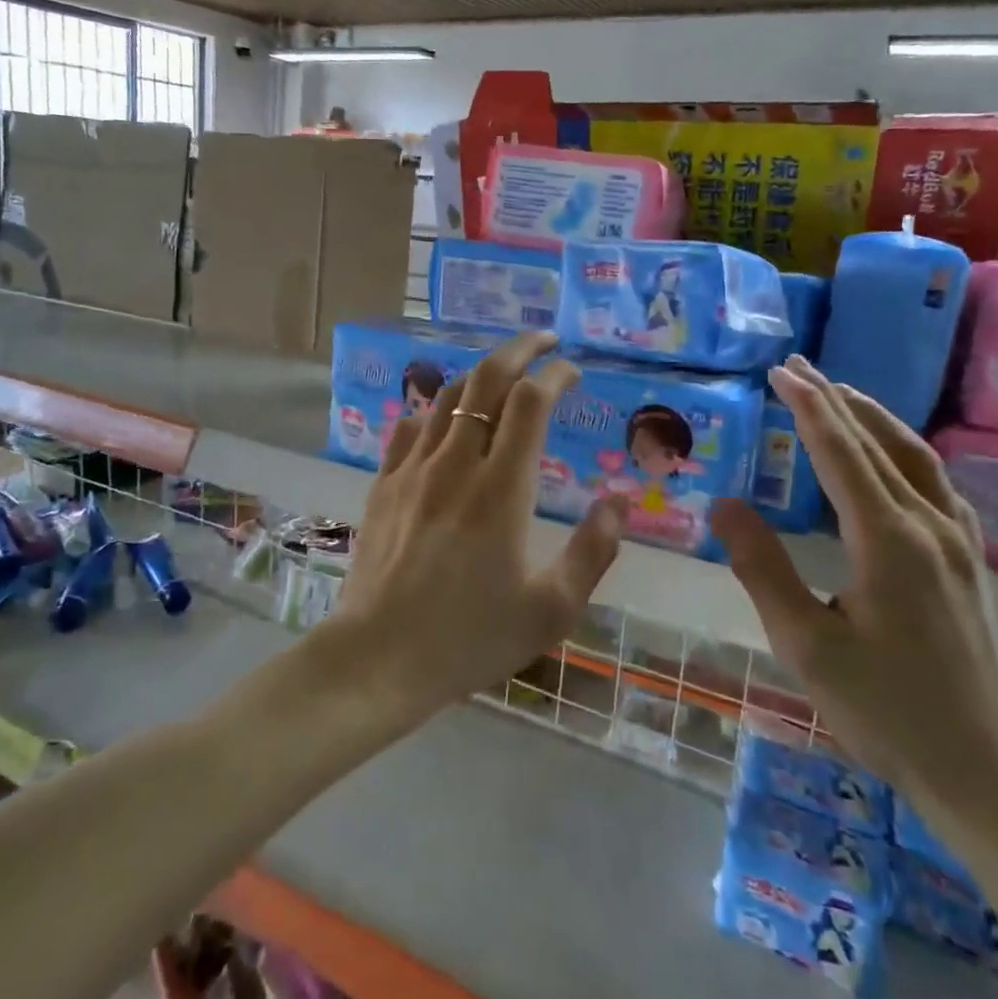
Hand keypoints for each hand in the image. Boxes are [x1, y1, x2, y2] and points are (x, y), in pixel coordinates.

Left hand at [335, 331, 627, 719]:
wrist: (379, 658)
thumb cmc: (470, 638)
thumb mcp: (550, 610)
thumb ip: (592, 551)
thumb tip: (619, 499)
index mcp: (502, 489)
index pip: (531, 402)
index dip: (556, 375)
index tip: (574, 370)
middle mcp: (456, 463)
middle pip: (487, 380)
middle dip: (519, 349)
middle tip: (544, 340)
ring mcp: (413, 469)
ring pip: (448, 397)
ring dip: (480, 374)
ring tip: (503, 373)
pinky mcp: (384, 483)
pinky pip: (411, 426)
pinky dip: (437, 409)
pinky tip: (446, 419)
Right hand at [712, 356, 997, 818]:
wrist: (985, 770)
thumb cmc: (886, 710)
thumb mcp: (805, 645)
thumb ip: (763, 568)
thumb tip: (724, 504)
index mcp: (888, 540)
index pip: (840, 452)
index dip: (807, 407)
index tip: (779, 371)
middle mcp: (930, 526)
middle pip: (879, 443)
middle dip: (836, 400)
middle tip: (798, 367)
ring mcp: (958, 542)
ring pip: (916, 458)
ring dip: (873, 419)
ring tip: (839, 395)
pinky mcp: (968, 562)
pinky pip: (936, 484)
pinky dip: (904, 452)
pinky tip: (892, 459)